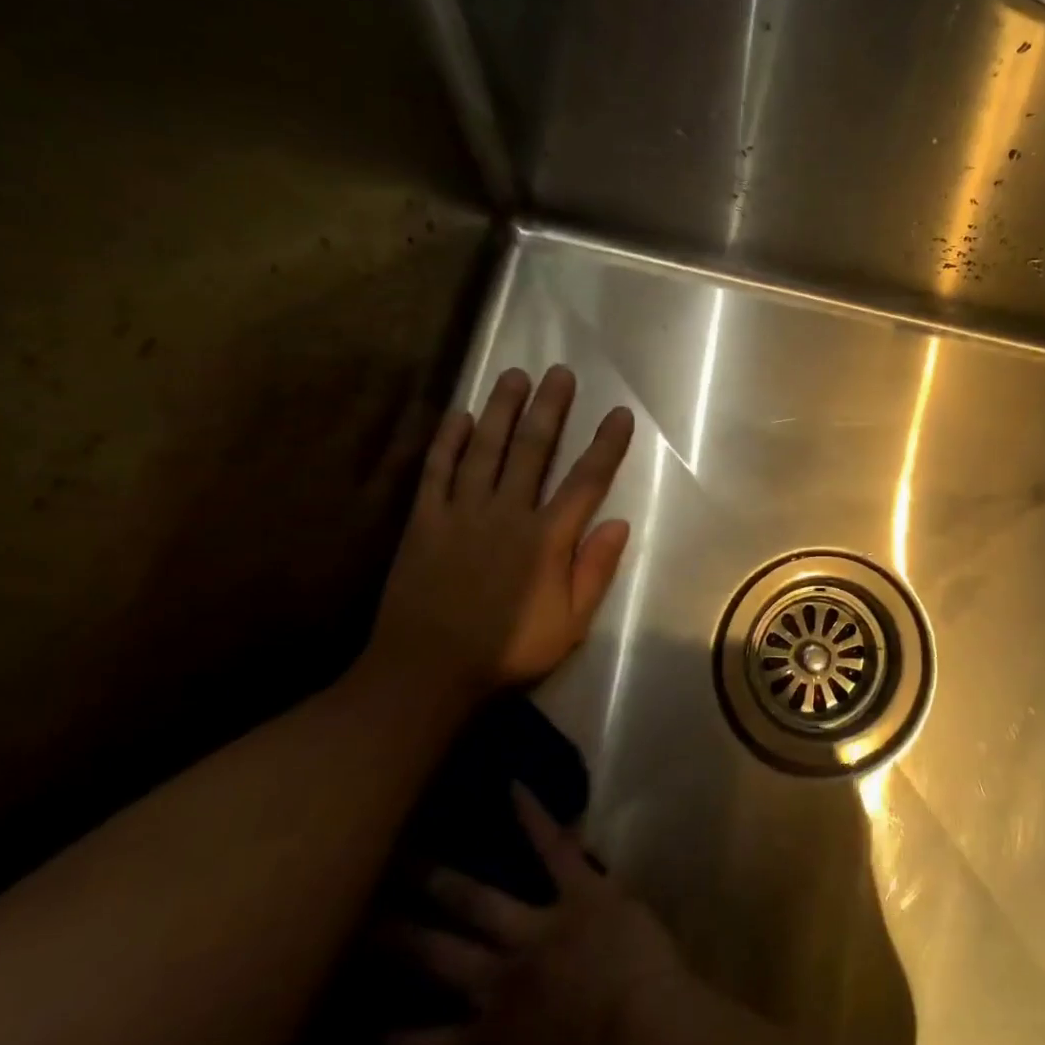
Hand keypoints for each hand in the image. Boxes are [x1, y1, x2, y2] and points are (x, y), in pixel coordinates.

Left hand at [367, 365, 633, 700]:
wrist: (425, 672)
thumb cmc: (507, 650)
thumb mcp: (569, 623)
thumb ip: (595, 570)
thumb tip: (619, 522)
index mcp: (547, 539)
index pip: (586, 481)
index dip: (606, 445)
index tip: (619, 413)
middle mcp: (507, 514)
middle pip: (533, 450)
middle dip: (550, 409)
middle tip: (560, 372)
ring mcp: (462, 514)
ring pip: (487, 450)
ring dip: (503, 411)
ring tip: (515, 376)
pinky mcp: (426, 521)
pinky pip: (438, 472)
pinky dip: (449, 441)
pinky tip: (461, 415)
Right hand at [385, 788, 698, 1044]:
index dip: (380, 1042)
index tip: (354, 1028)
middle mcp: (496, 985)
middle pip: (434, 955)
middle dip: (395, 934)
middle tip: (359, 911)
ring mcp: (538, 931)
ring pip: (479, 901)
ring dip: (444, 880)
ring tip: (409, 856)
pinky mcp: (583, 894)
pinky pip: (555, 850)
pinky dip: (536, 818)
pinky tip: (515, 786)